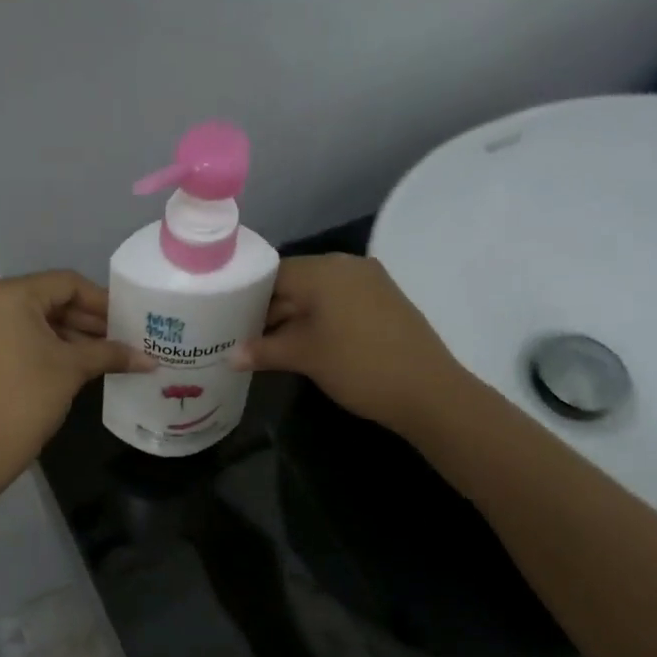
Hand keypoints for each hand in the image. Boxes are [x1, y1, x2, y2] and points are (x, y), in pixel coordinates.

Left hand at [0, 271, 153, 489]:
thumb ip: (111, 354)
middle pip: (51, 299)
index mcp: (9, 294)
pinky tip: (81, 362)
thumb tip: (150, 360)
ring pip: (37, 320)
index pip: (67, 283)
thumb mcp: (72, 369)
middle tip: (125, 338)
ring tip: (110, 354)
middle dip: (89, 320)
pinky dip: (50, 346)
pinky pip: (21, 336)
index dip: (102, 301)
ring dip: (73, 335)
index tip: (131, 320)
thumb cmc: (27, 398)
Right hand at [232, 254, 469, 434]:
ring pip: (317, 294)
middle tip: (242, 337)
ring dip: (293, 318)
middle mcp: (346, 266)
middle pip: (295, 282)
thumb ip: (263, 351)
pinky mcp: (383, 301)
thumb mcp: (304, 357)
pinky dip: (319, 320)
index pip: (272, 273)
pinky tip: (305, 345)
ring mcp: (369, 282)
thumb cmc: (358, 365)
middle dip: (269, 309)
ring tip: (268, 346)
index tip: (228, 319)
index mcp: (323, 270)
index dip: (247, 296)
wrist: (428, 391)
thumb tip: (229, 357)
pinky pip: (339, 303)